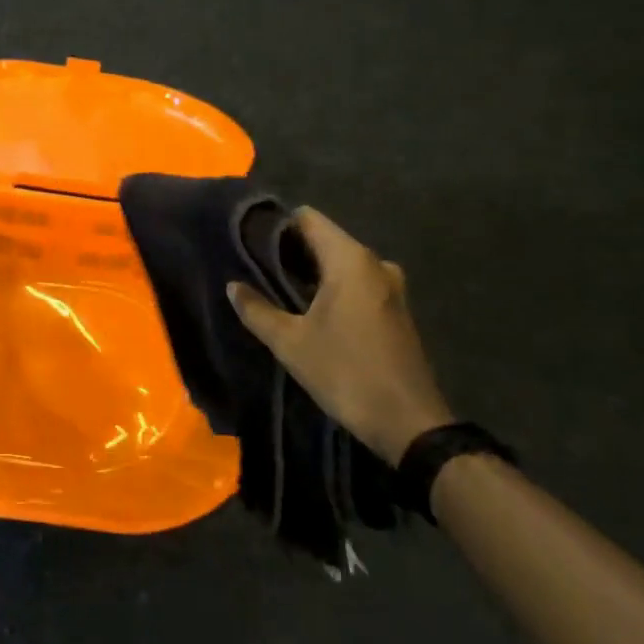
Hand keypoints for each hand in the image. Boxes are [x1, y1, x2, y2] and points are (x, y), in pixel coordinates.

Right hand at [226, 207, 451, 463]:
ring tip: (275, 290)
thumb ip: (257, 310)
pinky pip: (355, 282)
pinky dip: (331, 288)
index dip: (276, 226)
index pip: (308, 218)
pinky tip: (308, 310)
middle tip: (254, 269)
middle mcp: (374, 263)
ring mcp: (390, 286)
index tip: (249, 243)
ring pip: (339, 263)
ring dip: (310, 272)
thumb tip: (233, 286)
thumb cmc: (346, 373)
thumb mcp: (290, 343)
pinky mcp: (395, 309)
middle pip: (324, 239)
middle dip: (290, 252)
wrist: (410, 424)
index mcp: (350, 260)